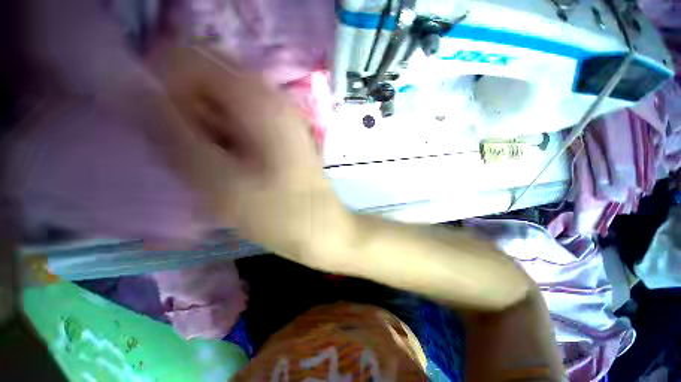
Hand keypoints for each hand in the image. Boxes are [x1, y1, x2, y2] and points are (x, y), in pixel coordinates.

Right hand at [149, 48, 353, 268]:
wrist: (322, 228)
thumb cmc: (281, 213)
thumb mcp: (220, 182)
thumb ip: (175, 136)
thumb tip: (141, 96)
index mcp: (260, 100)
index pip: (193, 60)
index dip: (166, 86)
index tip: (160, 126)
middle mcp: (274, 100)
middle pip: (210, 82)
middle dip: (188, 112)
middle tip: (192, 155)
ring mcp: (281, 119)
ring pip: (225, 106)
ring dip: (205, 130)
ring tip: (212, 167)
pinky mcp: (283, 137)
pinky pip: (242, 125)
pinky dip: (224, 139)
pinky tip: (229, 167)